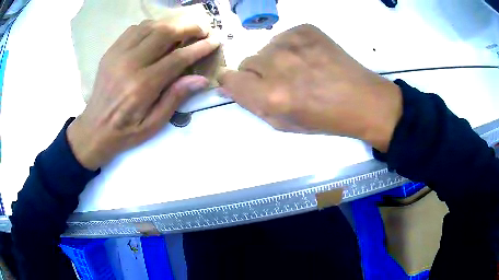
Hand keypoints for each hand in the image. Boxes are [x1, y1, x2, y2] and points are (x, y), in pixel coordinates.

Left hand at [67, 20, 218, 169]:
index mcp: (142, 86)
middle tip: (201, 30)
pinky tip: (157, 35)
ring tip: (181, 31)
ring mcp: (117, 54)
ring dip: (170, 25)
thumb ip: (175, 98)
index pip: (177, 58)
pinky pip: (134, 29)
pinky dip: (150, 27)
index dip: (199, 47)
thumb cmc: (125, 132)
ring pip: (150, 26)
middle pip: (164, 33)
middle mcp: (129, 64)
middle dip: (188, 28)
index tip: (214, 41)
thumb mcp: (153, 124)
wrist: (94, 129)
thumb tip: (201, 79)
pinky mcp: (111, 51)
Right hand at [218, 24, 401, 151]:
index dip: (233, 82)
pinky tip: (310, 58)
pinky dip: (290, 48)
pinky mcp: (305, 30)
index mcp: (272, 95)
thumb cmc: (324, 118)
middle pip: (247, 62)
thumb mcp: (284, 123)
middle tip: (283, 82)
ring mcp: (292, 42)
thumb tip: (227, 86)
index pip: (229, 78)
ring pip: (265, 49)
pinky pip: (283, 37)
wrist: (362, 100)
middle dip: (258, 74)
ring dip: (275, 60)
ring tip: (301, 70)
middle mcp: (277, 64)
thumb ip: (252, 105)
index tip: (244, 85)